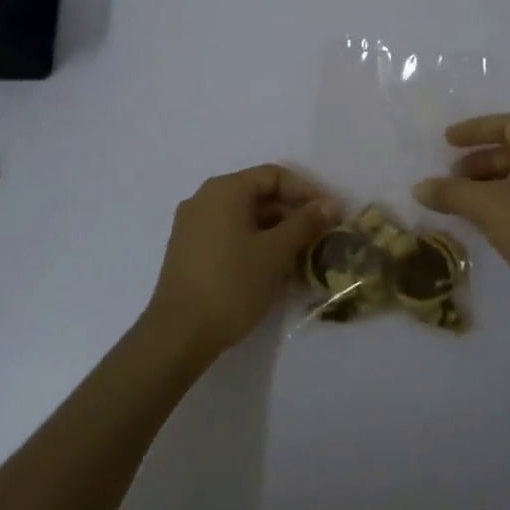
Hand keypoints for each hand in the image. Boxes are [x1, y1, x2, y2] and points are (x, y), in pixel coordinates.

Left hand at [146, 164, 337, 356]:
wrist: (179, 333)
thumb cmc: (232, 284)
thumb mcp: (276, 252)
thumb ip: (305, 223)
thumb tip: (330, 204)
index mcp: (224, 190)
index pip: (274, 176)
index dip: (307, 192)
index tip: (330, 216)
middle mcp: (204, 199)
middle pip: (258, 195)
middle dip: (292, 215)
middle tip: (320, 239)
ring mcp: (192, 225)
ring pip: (245, 218)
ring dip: (276, 233)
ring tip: (301, 260)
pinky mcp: (189, 251)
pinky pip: (229, 236)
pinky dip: (255, 245)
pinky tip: (273, 271)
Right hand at [413, 114, 509, 342]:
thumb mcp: (487, 206)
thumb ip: (450, 193)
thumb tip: (418, 187)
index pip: (508, 124)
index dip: (475, 129)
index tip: (447, 141)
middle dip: (478, 162)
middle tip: (451, 180)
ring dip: (490, 186)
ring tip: (463, 205)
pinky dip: (505, 205)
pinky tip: (488, 226)